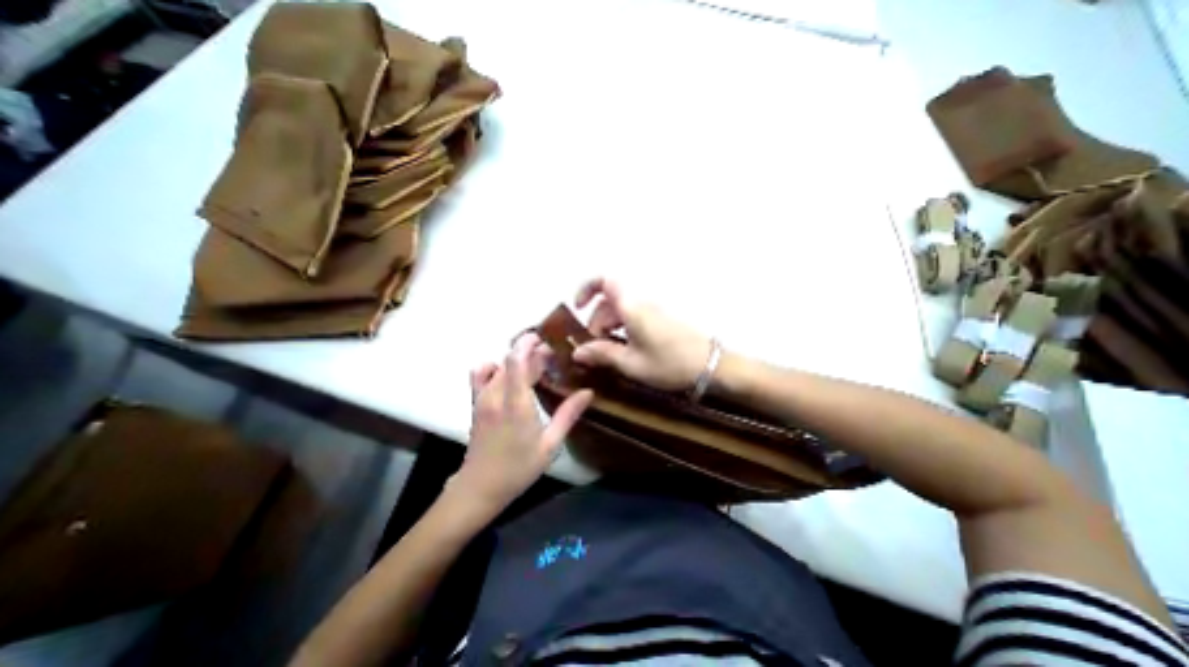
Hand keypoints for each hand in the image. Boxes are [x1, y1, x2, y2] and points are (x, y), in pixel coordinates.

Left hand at [450, 333, 590, 516]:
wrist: (479, 488)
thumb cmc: (518, 468)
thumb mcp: (550, 444)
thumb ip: (568, 415)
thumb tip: (588, 392)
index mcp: (516, 404)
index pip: (517, 361)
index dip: (528, 344)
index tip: (545, 339)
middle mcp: (496, 395)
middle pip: (511, 361)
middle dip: (531, 352)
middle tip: (551, 356)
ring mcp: (482, 398)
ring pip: (499, 366)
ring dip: (517, 360)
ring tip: (534, 364)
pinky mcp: (475, 403)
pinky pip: (480, 375)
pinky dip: (494, 367)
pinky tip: (506, 373)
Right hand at [570, 279, 708, 391]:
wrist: (711, 365)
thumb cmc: (669, 363)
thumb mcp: (631, 363)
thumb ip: (602, 354)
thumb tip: (577, 352)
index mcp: (631, 307)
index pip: (604, 281)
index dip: (586, 288)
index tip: (577, 308)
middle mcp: (641, 302)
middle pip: (610, 301)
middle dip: (596, 321)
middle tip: (594, 348)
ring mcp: (653, 310)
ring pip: (622, 309)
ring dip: (609, 326)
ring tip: (608, 352)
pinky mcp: (661, 319)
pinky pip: (634, 316)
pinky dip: (623, 328)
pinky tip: (625, 349)